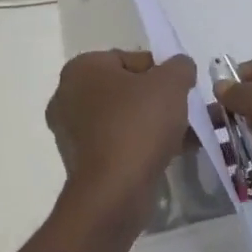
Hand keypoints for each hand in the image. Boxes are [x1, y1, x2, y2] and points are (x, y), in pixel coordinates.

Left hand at [46, 51, 195, 218]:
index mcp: (82, 68)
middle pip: (126, 89)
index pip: (130, 59)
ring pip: (123, 118)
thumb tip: (180, 68)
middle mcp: (68, 96)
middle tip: (183, 112)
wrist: (114, 192)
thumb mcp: (172, 82)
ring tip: (184, 135)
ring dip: (152, 123)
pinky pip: (117, 143)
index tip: (180, 90)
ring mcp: (70, 132)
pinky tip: (169, 154)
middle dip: (157, 100)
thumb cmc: (138, 124)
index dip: (161, 72)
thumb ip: (180, 66)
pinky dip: (140, 145)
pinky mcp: (80, 163)